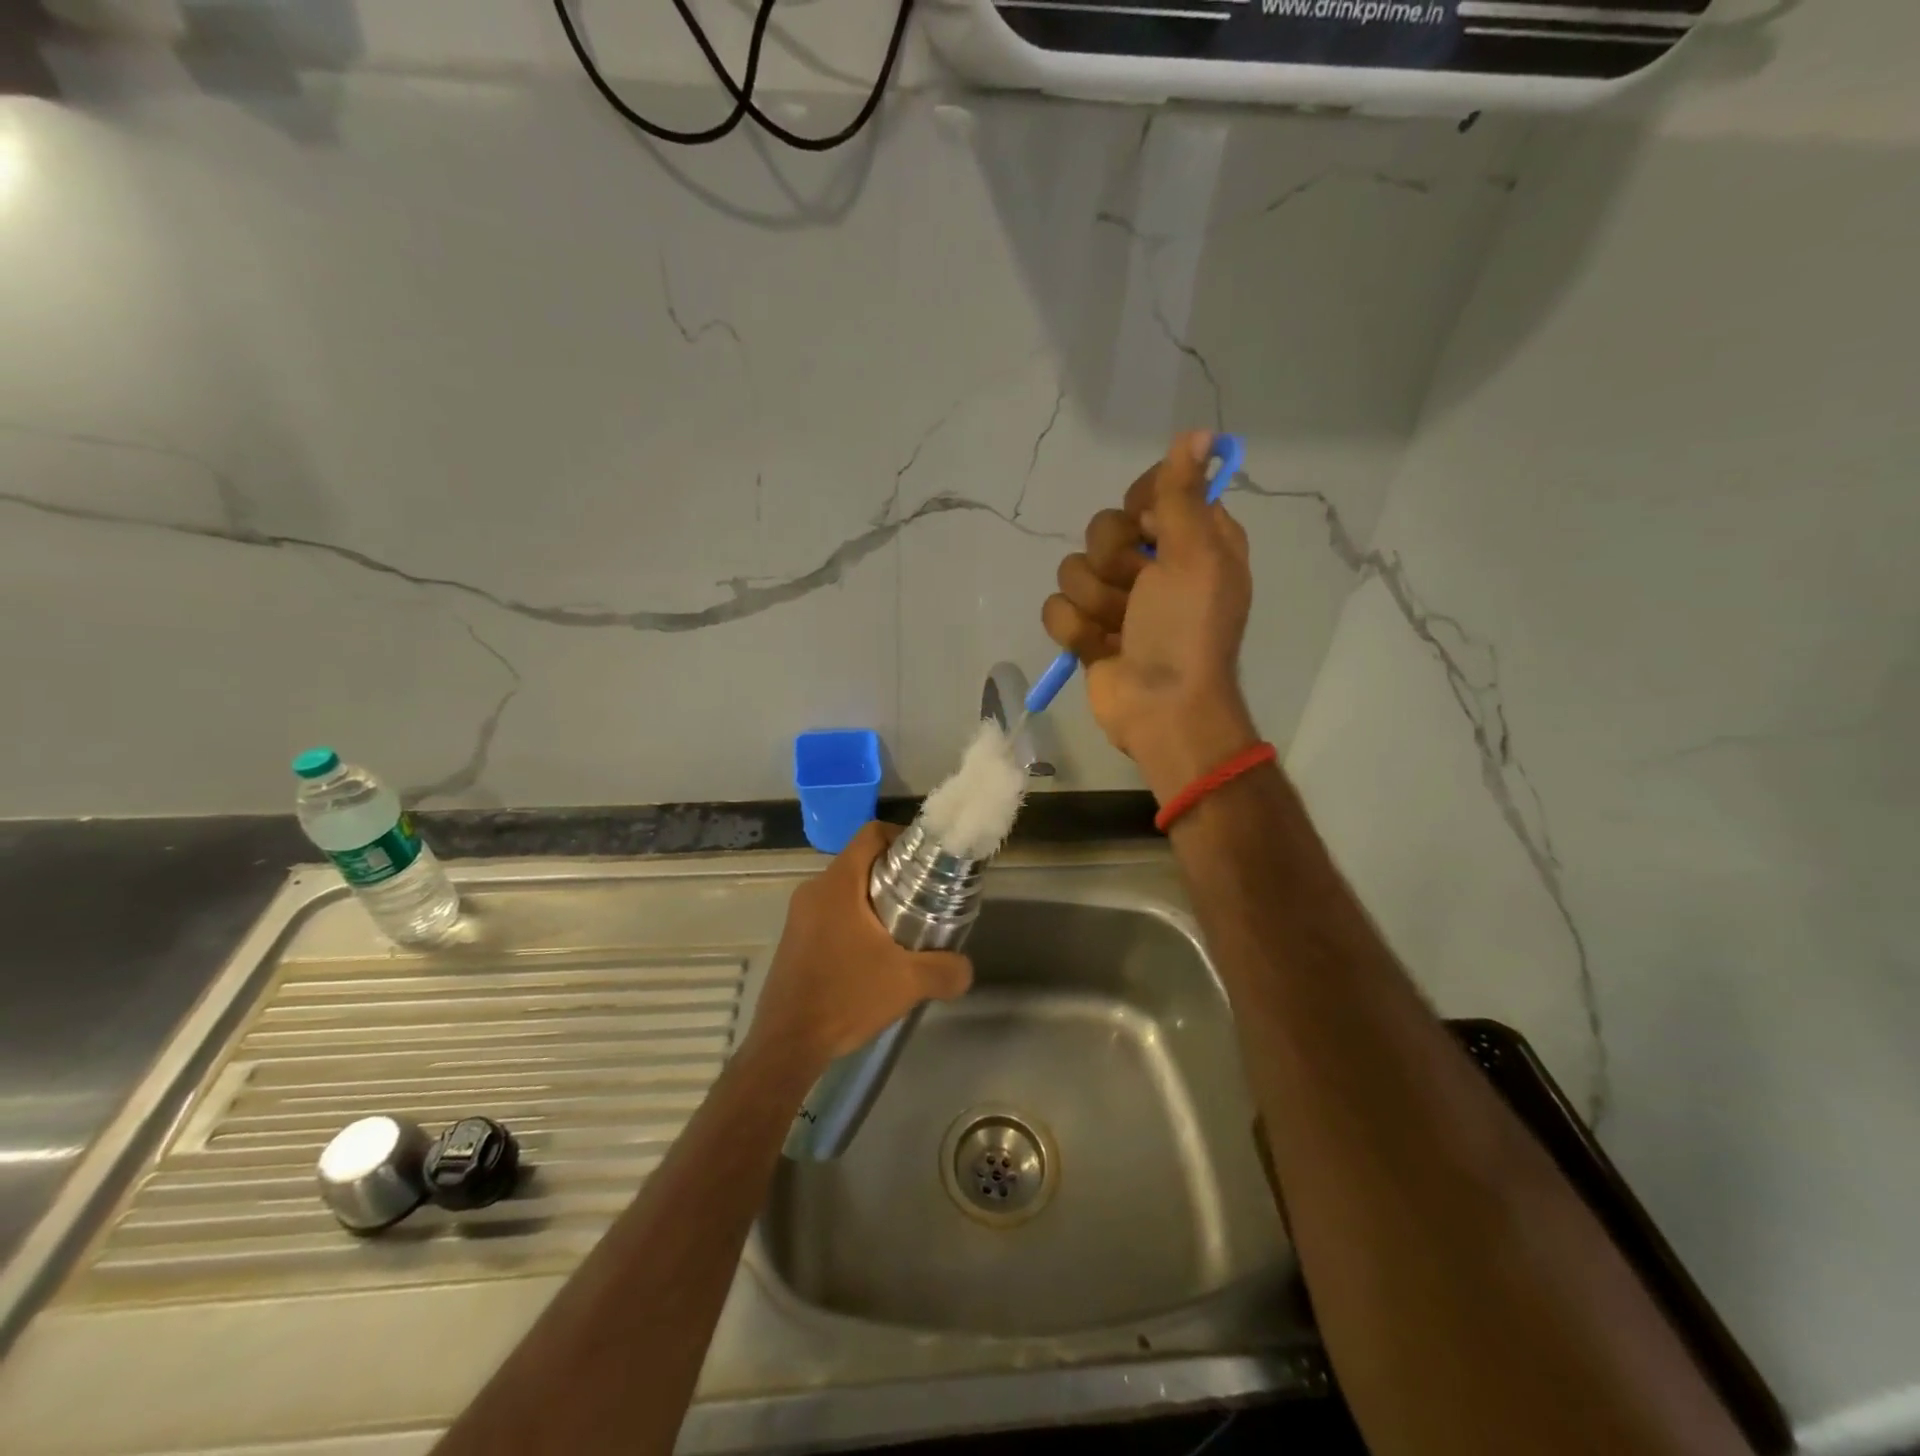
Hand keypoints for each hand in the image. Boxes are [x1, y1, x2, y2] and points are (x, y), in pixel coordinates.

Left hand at [746, 822, 972, 1072]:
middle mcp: (814, 890)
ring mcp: (800, 915)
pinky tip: (875, 955)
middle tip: (926, 898)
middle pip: (862, 861)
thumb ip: (946, 970)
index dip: (904, 837)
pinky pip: (832, 913)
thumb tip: (965, 968)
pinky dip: (856, 920)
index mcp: (838, 884)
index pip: (872, 833)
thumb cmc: (845, 998)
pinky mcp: (795, 939)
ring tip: (906, 928)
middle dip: (896, 874)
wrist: (787, 1045)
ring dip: (876, 900)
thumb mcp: (907, 983)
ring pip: (847, 889)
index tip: (929, 861)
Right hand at [1042, 430, 1259, 802]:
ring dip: (1095, 603)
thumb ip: (1183, 494)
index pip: (1149, 491)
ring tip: (1121, 629)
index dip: (1140, 507)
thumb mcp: (1194, 555)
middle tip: (1138, 590)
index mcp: (1191, 539)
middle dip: (1113, 564)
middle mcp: (1153, 564)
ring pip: (1074, 569)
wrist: (1161, 707)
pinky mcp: (1088, 630)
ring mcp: (1117, 600)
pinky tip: (1100, 650)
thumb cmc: (1186, 630)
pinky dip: (1076, 631)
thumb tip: (1198, 432)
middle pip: (1102, 529)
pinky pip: (1057, 608)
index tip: (1148, 529)